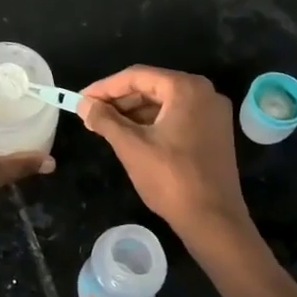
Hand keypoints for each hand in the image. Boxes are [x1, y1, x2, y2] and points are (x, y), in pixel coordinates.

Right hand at [78, 65, 249, 240]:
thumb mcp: (131, 146)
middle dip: (120, 100)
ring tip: (105, 126)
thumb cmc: (171, 179)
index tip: (81, 99)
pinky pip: (177, 117)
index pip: (137, 76)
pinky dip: (153, 123)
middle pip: (152, 87)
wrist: (214, 220)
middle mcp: (204, 93)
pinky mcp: (214, 132)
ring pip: (164, 103)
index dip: (105, 87)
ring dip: (134, 112)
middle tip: (91, 114)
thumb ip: (105, 120)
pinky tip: (131, 135)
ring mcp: (213, 113)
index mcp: (186, 88)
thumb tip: (84, 105)